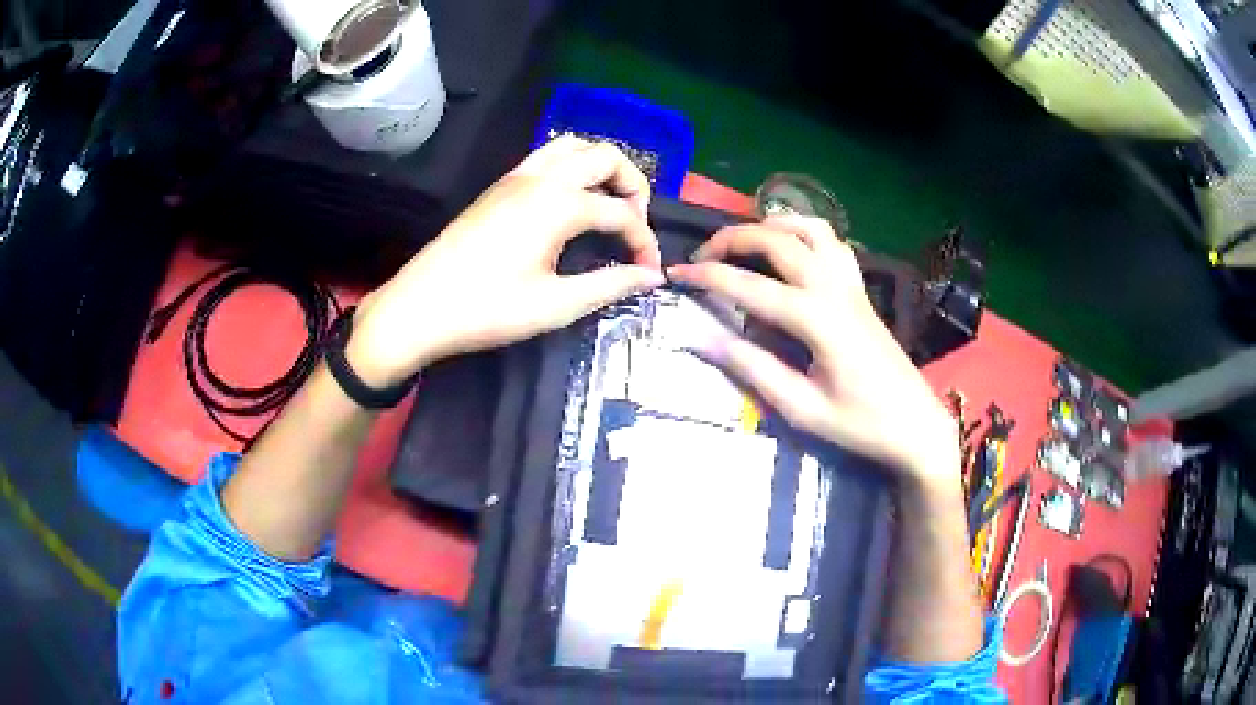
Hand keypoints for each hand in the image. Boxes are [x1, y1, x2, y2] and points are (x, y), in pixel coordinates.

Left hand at [347, 137, 664, 385]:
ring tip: (606, 205)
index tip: (650, 274)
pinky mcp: (498, 186)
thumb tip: (650, 277)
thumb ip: (610, 285)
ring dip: (600, 168)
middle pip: (605, 158)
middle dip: (633, 186)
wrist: (418, 308)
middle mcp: (541, 177)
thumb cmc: (487, 310)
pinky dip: (570, 167)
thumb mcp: (556, 305)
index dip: (644, 243)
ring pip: (573, 147)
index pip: (622, 214)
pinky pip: (545, 157)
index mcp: (559, 204)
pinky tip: (568, 202)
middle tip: (635, 225)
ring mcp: (516, 177)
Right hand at [667, 215, 959, 487]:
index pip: (750, 286)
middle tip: (702, 257)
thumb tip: (703, 338)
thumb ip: (752, 369)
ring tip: (743, 242)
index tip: (675, 275)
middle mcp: (833, 288)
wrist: (915, 423)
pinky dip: (804, 232)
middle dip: (732, 238)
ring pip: (809, 229)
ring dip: (770, 225)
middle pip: (777, 240)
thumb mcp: (801, 409)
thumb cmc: (860, 424)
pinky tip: (790, 249)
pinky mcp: (860, 289)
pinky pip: (833, 242)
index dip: (707, 276)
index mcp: (817, 320)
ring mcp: (851, 284)